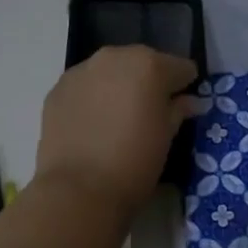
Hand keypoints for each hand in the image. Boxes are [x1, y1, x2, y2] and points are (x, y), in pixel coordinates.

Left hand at [35, 46, 198, 215]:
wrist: (78, 189)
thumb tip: (190, 101)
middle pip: (142, 63)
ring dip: (118, 87)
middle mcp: (114, 57)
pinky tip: (93, 124)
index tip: (184, 106)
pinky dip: (92, 98)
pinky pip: (84, 86)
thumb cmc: (135, 162)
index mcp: (149, 65)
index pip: (179, 67)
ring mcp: (81, 71)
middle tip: (150, 112)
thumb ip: (178, 110)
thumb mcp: (166, 137)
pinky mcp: (57, 89)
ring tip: (118, 118)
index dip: (184, 86)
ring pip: (110, 71)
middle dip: (149, 82)